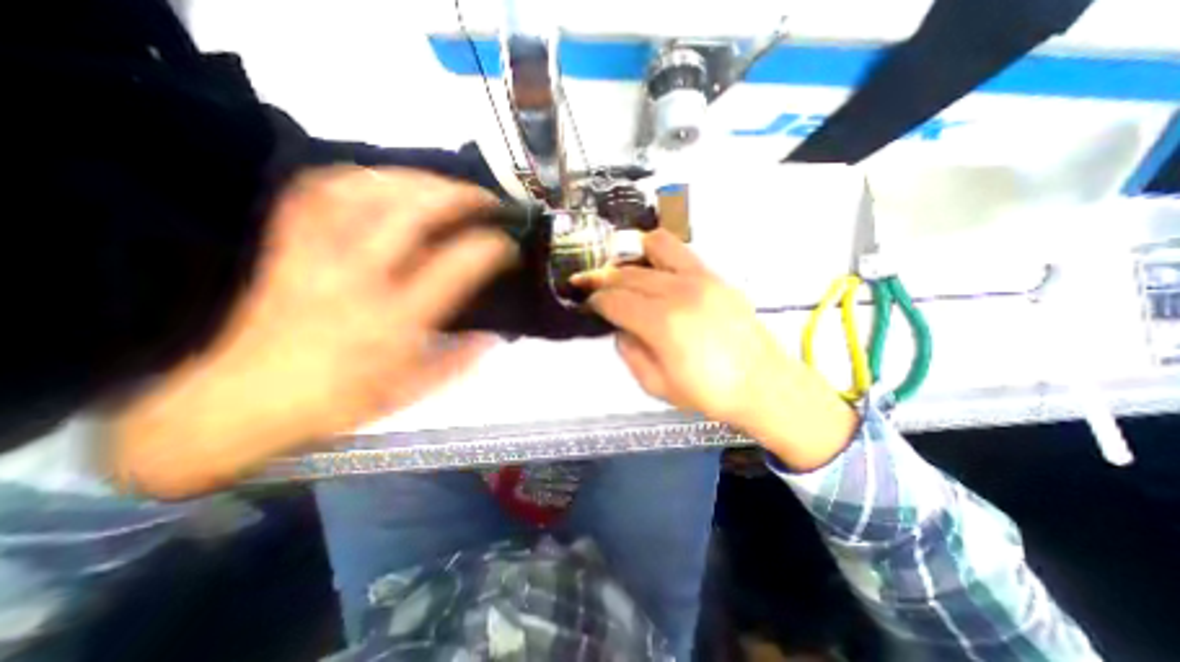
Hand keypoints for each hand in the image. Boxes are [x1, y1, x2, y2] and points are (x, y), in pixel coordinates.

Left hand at [111, 167, 513, 496]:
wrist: (242, 402)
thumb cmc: (338, 402)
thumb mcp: (410, 393)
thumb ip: (458, 363)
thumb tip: (493, 338)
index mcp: (394, 322)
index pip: (454, 269)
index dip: (488, 249)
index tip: (506, 246)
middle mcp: (358, 281)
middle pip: (411, 215)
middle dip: (459, 198)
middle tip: (486, 200)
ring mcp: (317, 257)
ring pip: (366, 193)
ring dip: (415, 181)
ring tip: (445, 186)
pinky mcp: (287, 247)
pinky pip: (318, 192)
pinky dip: (358, 177)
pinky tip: (384, 181)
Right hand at [575, 230, 859, 467]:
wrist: (763, 384)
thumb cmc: (708, 392)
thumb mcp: (656, 385)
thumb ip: (629, 353)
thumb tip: (621, 329)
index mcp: (662, 323)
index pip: (614, 300)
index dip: (595, 301)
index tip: (588, 304)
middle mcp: (678, 292)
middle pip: (628, 274)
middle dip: (604, 279)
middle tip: (595, 288)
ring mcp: (700, 278)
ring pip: (653, 247)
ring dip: (631, 258)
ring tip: (625, 274)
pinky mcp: (715, 275)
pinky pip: (679, 250)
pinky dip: (657, 253)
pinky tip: (653, 269)